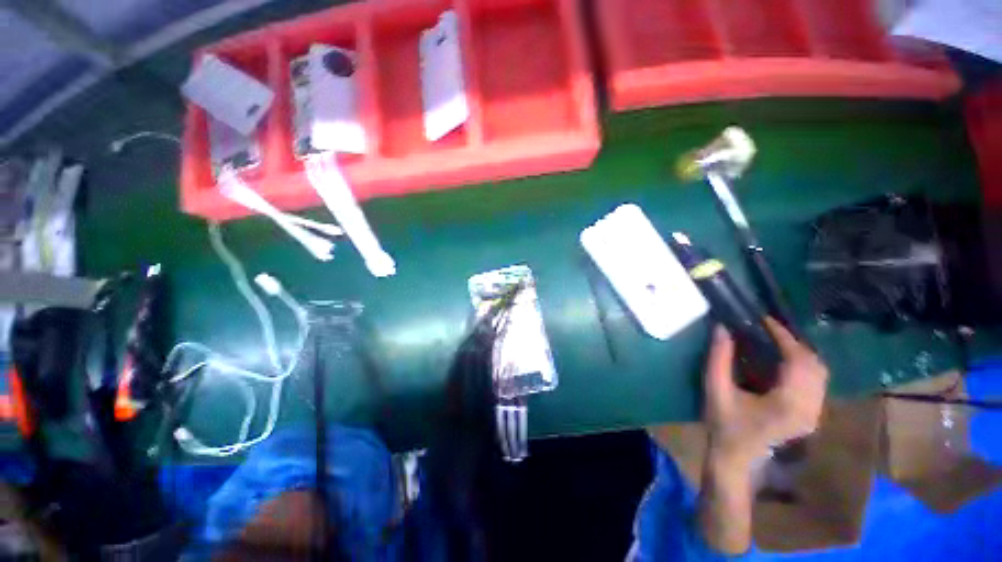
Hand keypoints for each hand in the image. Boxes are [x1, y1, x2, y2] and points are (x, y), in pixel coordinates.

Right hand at [703, 318, 828, 468]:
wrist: (736, 460)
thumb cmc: (724, 425)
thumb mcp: (716, 389)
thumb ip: (718, 358)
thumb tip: (721, 328)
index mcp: (788, 403)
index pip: (797, 360)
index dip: (783, 336)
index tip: (764, 320)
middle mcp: (810, 408)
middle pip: (815, 364)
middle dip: (794, 342)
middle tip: (768, 330)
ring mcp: (814, 414)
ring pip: (820, 373)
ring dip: (800, 353)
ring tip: (775, 341)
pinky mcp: (812, 416)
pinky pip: (817, 383)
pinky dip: (803, 366)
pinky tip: (783, 362)